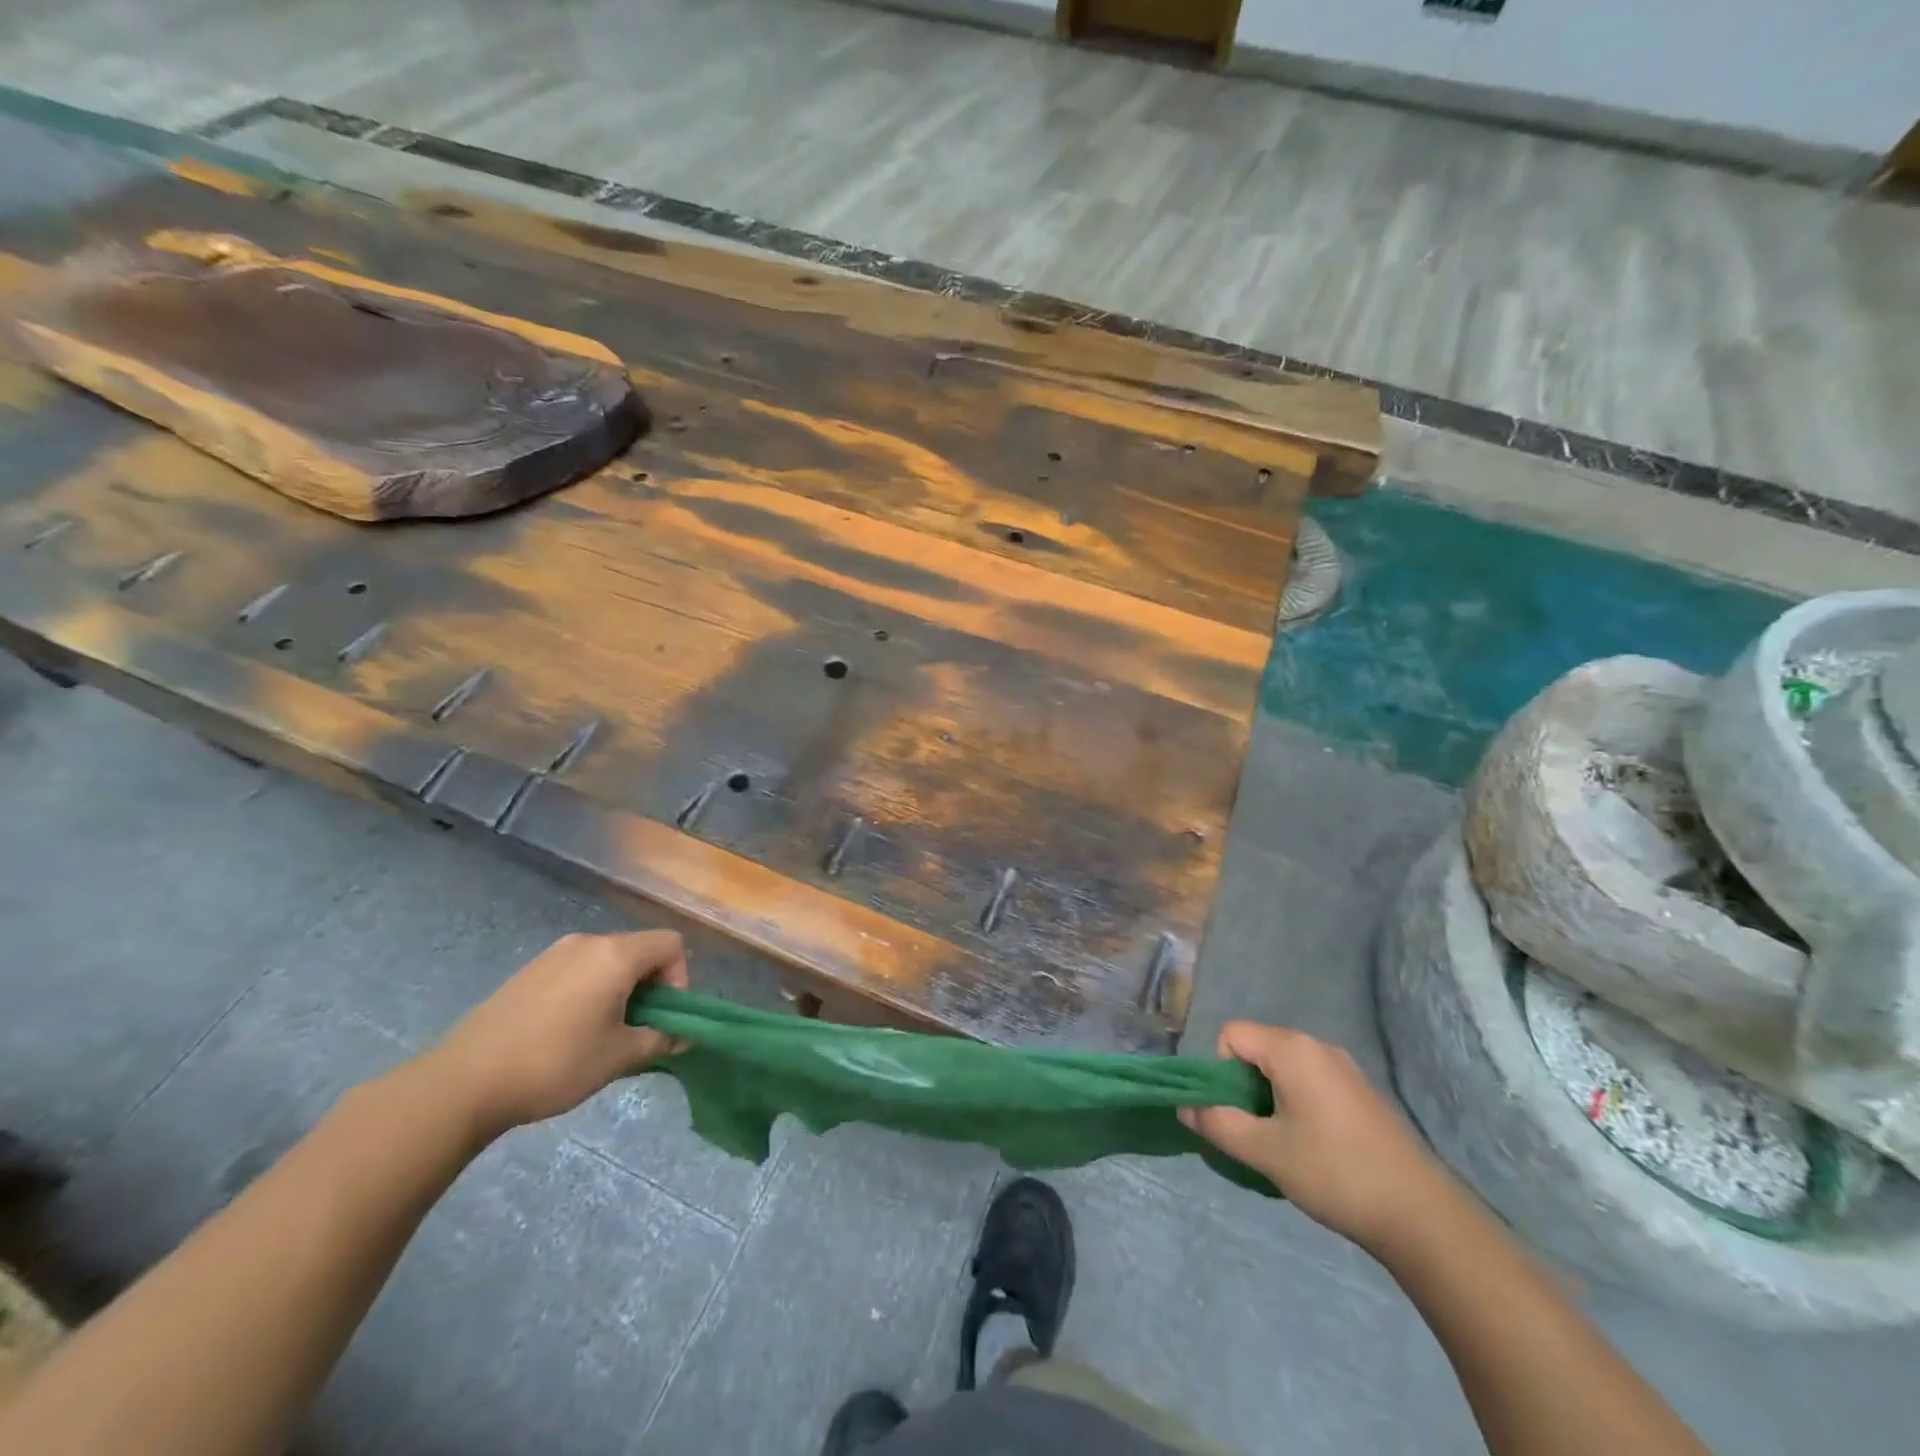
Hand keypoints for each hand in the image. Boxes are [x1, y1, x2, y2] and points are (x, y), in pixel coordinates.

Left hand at [424, 931, 688, 1136]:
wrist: (463, 1082)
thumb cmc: (555, 1063)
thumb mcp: (618, 1057)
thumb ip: (659, 1040)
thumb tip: (683, 1036)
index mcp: (615, 955)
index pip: (670, 944)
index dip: (679, 977)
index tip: (662, 1017)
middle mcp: (587, 943)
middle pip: (639, 950)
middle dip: (649, 986)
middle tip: (635, 1029)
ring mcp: (553, 954)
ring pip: (606, 961)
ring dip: (618, 989)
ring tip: (600, 1034)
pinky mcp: (528, 971)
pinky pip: (577, 970)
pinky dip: (588, 991)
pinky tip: (566, 1032)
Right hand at [1181, 1021, 1450, 1253]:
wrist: (1421, 1215)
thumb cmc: (1334, 1172)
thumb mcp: (1265, 1151)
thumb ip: (1218, 1124)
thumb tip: (1184, 1108)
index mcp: (1291, 1049)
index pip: (1231, 1034)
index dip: (1221, 1070)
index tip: (1238, 1113)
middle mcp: (1317, 1046)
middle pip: (1257, 1047)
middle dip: (1244, 1084)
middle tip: (1258, 1132)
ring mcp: (1344, 1067)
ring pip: (1284, 1066)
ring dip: (1271, 1096)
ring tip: (1286, 1143)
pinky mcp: (1362, 1091)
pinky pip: (1311, 1080)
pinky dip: (1298, 1102)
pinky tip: (1316, 1146)